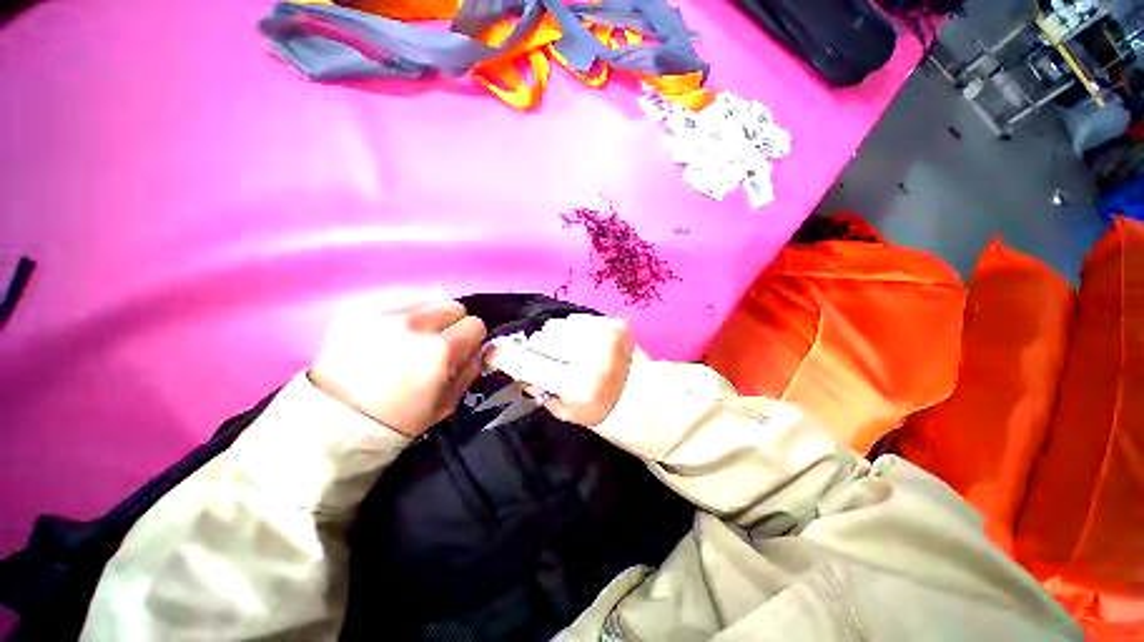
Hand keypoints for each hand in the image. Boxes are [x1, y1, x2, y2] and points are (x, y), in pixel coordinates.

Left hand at [309, 300, 486, 437]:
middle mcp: (416, 325)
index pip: (475, 324)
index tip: (461, 350)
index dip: (471, 339)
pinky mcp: (359, 312)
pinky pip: (397, 303)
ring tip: (411, 339)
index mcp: (441, 351)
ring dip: (427, 318)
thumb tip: (474, 349)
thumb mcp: (448, 403)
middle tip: (437, 344)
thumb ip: (470, 369)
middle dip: (452, 325)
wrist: (335, 424)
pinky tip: (390, 336)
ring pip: (427, 300)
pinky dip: (402, 316)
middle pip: (454, 306)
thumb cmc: (399, 420)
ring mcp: (385, 315)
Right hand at [484, 315, 633, 426]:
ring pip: (556, 326)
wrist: (644, 394)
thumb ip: (539, 390)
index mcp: (577, 384)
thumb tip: (520, 369)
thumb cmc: (602, 410)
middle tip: (551, 361)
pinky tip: (586, 344)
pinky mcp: (613, 322)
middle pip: (540, 338)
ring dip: (556, 339)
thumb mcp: (567, 412)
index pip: (527, 364)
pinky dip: (574, 331)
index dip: (504, 357)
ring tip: (571, 352)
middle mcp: (589, 355)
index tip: (492, 352)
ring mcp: (603, 334)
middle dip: (538, 350)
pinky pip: (575, 319)